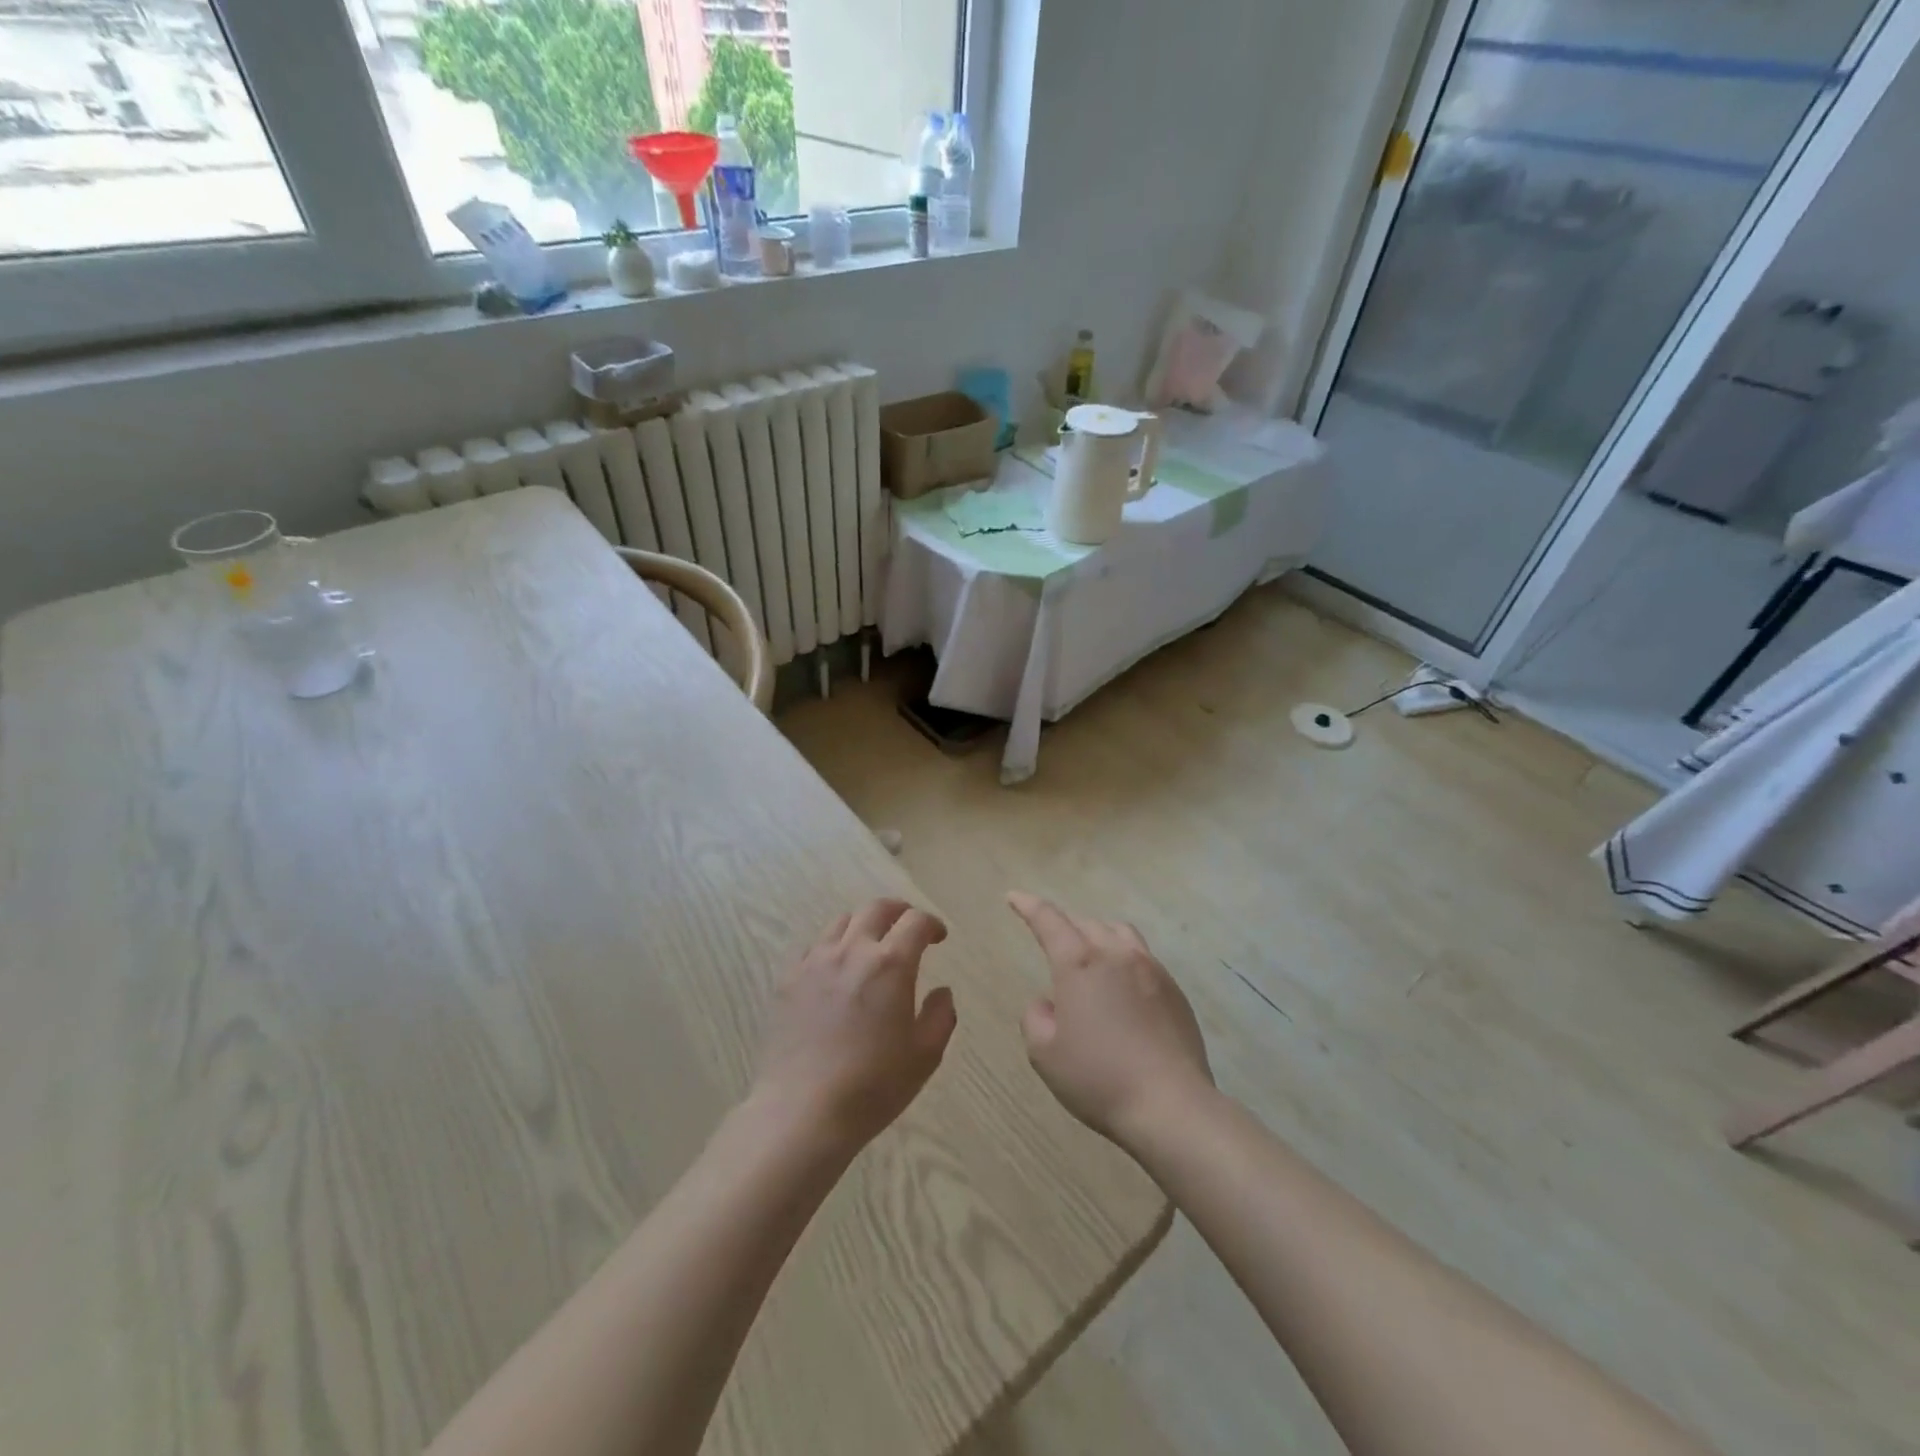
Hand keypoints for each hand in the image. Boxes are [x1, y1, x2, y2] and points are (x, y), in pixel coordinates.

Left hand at [752, 899, 957, 1152]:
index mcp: (890, 964)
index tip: (938, 937)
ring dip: (863, 925)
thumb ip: (940, 1016)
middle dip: (898, 911)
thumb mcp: (924, 1056)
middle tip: (907, 926)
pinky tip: (834, 970)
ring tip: (870, 945)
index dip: (931, 924)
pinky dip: (832, 947)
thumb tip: (942, 992)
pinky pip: (813, 947)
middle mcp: (852, 951)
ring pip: (841, 922)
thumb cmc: (873, 1086)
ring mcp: (815, 962)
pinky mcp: (788, 980)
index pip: (915, 922)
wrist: (802, 1111)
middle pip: (876, 909)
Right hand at [1008, 892, 1214, 1148]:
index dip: (1028, 905)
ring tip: (1090, 956)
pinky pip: (1143, 957)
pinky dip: (1124, 959)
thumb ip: (1036, 1016)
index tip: (1013, 897)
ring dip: (1098, 935)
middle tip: (1053, 944)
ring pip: (1119, 933)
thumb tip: (1049, 1001)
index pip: (1048, 920)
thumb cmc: (1098, 1078)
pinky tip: (1122, 988)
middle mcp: (1116, 953)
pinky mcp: (1174, 989)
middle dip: (1065, 927)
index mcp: (1079, 962)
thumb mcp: (1044, 1053)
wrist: (1170, 1105)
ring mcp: (1151, 968)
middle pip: (1085, 923)